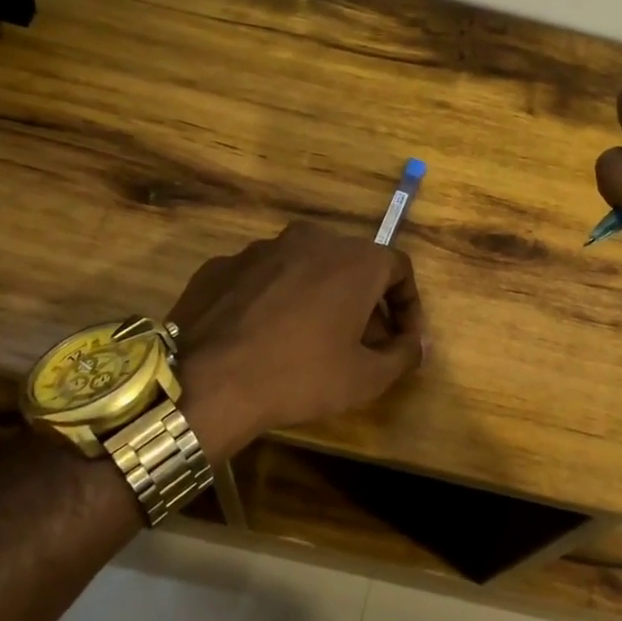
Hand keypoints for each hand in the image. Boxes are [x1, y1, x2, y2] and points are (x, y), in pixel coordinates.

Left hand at [167, 221, 425, 458]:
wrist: (205, 381)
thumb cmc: (299, 375)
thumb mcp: (365, 378)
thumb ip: (404, 355)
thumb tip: (417, 343)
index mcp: (353, 259)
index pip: (398, 269)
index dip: (408, 305)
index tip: (402, 340)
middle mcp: (311, 239)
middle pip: (352, 265)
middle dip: (364, 303)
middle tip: (361, 344)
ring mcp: (261, 248)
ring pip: (306, 268)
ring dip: (319, 297)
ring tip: (312, 341)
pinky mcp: (222, 265)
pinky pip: (264, 278)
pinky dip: (276, 299)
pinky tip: (265, 336)